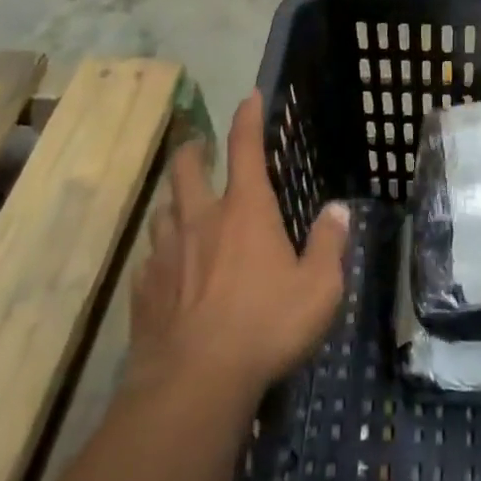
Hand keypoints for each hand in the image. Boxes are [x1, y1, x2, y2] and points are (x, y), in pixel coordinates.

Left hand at [128, 91, 349, 401]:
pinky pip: (148, 259)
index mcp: (245, 210)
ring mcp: (165, 253)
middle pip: (186, 168)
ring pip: (162, 210)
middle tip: (198, 148)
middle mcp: (201, 219)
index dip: (248, 117)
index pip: (245, 147)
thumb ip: (329, 244)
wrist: (194, 384)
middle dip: (192, 150)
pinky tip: (166, 271)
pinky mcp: (143, 290)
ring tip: (182, 209)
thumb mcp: (318, 289)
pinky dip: (159, 255)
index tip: (249, 96)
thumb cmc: (265, 326)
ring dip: (173, 202)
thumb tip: (337, 210)